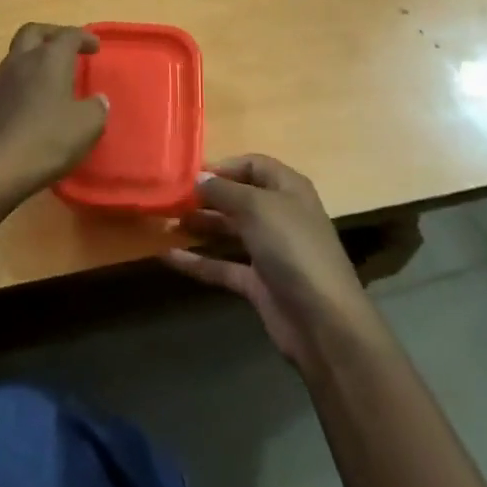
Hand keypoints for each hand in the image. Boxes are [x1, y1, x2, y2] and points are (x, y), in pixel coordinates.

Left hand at [0, 24, 108, 203]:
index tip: (95, 47)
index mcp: (48, 59)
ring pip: (18, 54)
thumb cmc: (45, 141)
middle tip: (68, 46)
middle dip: (52, 34)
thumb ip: (96, 109)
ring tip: (54, 73)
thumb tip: (98, 100)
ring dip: (36, 56)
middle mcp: (22, 62)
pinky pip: (10, 79)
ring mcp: (0, 82)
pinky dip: (26, 79)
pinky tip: (37, 100)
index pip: (68, 35)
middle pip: (34, 32)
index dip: (84, 38)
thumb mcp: (86, 127)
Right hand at [165, 154, 377, 365]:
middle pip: (238, 198)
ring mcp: (269, 250)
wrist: (322, 321)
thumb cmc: (292, 249)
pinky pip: (222, 265)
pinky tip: (167, 257)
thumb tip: (197, 178)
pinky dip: (197, 261)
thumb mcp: (256, 208)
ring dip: (199, 225)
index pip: (253, 166)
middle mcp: (279, 215)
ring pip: (228, 231)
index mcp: (288, 189)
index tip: (188, 175)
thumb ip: (223, 191)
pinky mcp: (258, 282)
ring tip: (164, 222)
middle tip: (168, 199)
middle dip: (205, 197)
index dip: (223, 167)